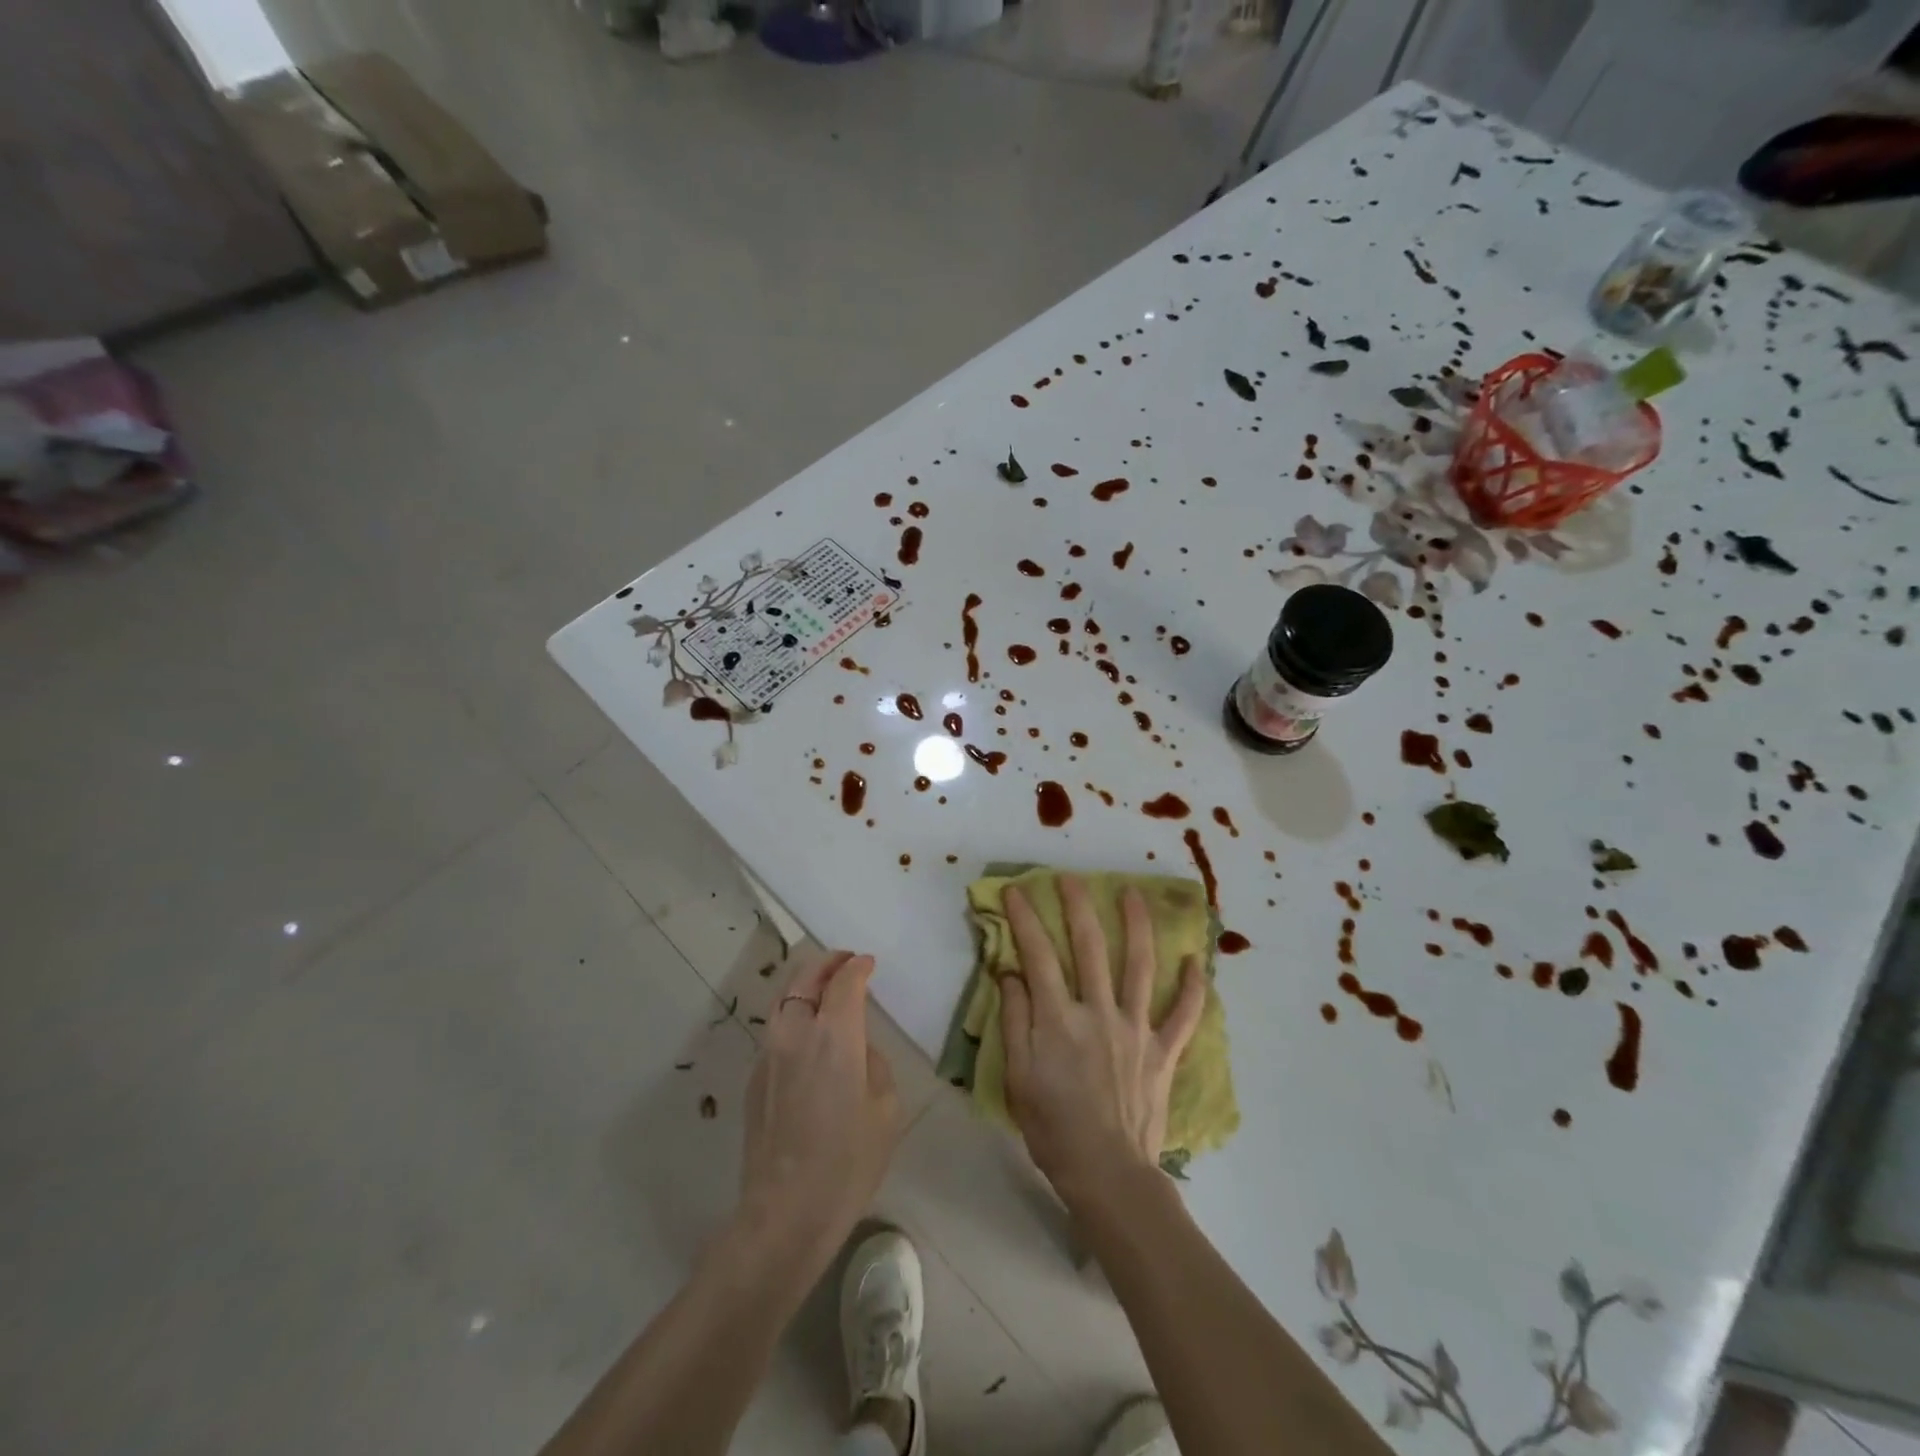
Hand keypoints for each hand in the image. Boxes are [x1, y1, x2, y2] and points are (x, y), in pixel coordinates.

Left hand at [737, 951, 900, 1266]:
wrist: (785, 1212)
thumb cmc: (847, 1161)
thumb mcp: (885, 1108)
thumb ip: (872, 1063)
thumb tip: (856, 1050)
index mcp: (834, 1034)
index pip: (844, 981)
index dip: (858, 967)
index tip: (868, 963)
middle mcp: (796, 1032)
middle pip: (805, 978)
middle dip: (827, 963)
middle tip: (845, 962)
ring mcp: (768, 1054)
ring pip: (784, 1000)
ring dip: (805, 986)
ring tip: (824, 990)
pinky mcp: (753, 1078)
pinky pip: (776, 1030)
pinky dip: (794, 1016)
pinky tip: (807, 1035)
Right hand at [998, 876, 1207, 1206]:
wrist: (1107, 1174)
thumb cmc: (1053, 1128)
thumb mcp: (1018, 1077)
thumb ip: (1014, 1020)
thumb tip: (1011, 973)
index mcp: (1059, 1019)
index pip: (1038, 956)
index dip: (1025, 919)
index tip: (1016, 891)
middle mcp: (1099, 1012)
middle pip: (1089, 947)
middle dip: (1078, 907)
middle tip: (1071, 877)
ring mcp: (1136, 1029)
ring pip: (1139, 966)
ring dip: (1137, 926)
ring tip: (1133, 893)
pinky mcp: (1162, 1051)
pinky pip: (1184, 1015)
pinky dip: (1193, 988)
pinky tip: (1198, 961)